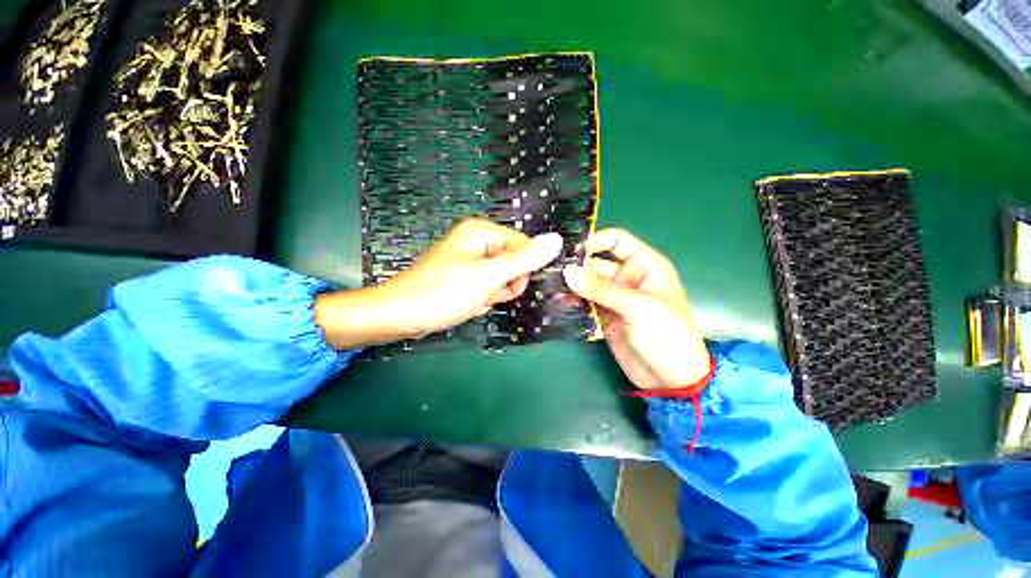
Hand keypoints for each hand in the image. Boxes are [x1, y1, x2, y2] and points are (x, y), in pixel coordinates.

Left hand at [316, 218, 562, 348]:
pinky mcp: (465, 278)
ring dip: (493, 294)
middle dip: (505, 284)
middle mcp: (476, 241)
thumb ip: (525, 259)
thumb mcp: (489, 276)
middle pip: (513, 262)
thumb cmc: (444, 292)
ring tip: (474, 299)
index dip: (523, 268)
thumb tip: (557, 239)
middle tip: (487, 293)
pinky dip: (483, 299)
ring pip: (502, 278)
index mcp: (481, 232)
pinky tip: (468, 304)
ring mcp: (470, 261)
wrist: (401, 316)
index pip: (523, 245)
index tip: (511, 286)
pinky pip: (488, 287)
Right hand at [562, 229, 710, 389]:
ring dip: (571, 283)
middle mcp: (627, 278)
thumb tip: (567, 271)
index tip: (571, 250)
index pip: (617, 241)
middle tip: (549, 268)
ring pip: (588, 283)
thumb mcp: (637, 307)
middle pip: (597, 263)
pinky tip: (556, 300)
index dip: (596, 241)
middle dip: (576, 265)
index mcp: (645, 266)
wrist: (669, 379)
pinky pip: (585, 302)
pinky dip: (572, 301)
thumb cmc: (665, 335)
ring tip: (547, 283)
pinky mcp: (603, 316)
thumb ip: (601, 289)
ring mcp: (614, 298)